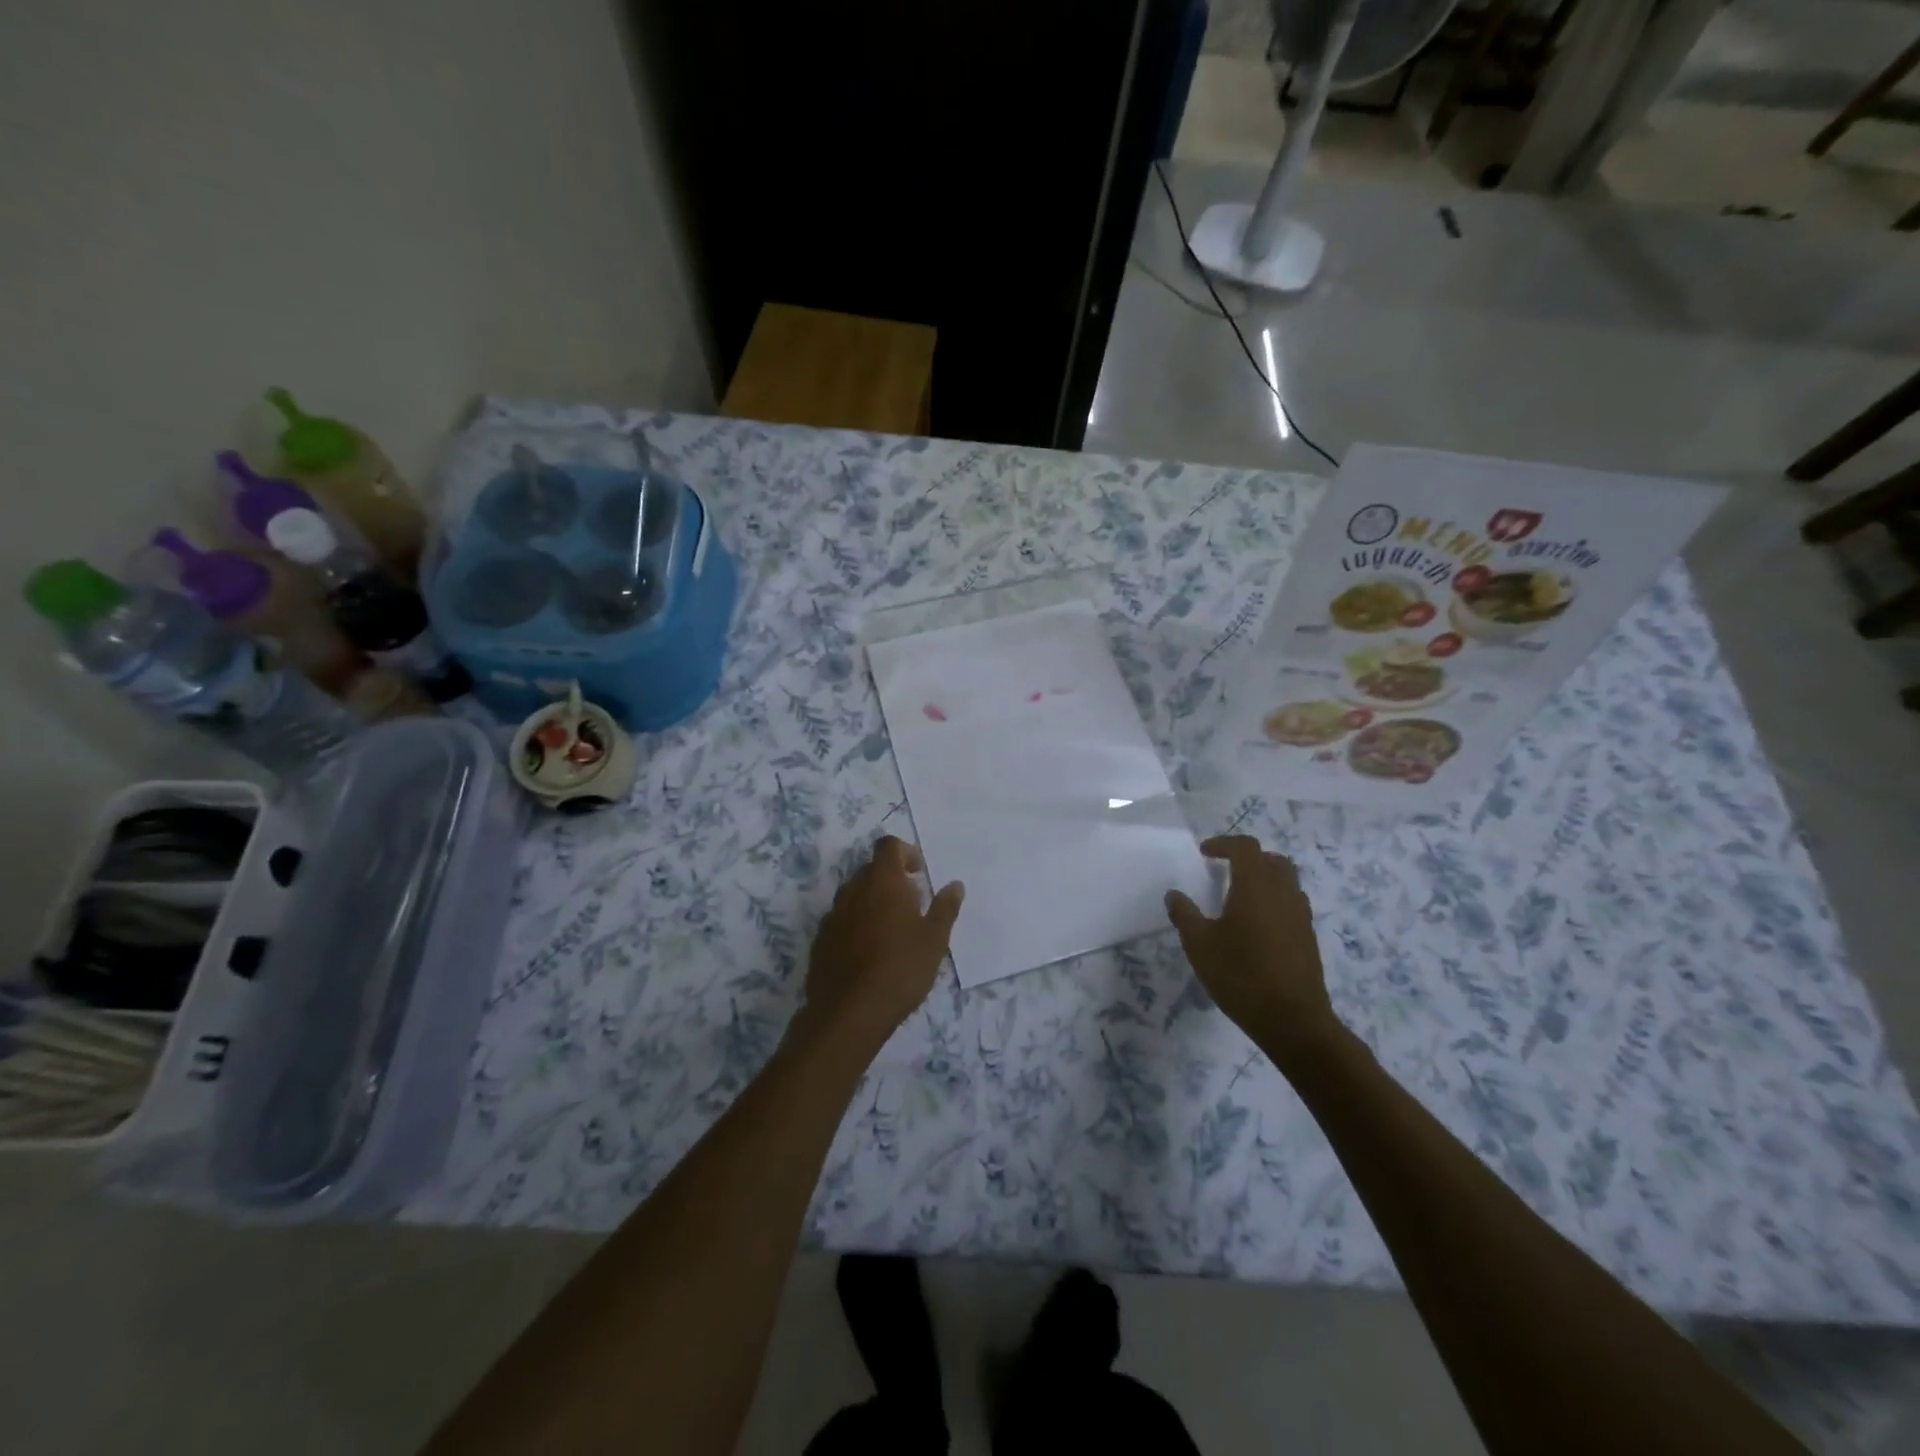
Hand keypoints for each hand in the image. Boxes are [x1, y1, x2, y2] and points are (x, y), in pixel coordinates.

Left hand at [798, 835, 963, 1054]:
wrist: (848, 1013)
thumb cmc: (901, 969)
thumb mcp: (934, 939)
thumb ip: (945, 908)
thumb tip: (955, 885)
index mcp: (882, 882)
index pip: (888, 846)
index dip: (905, 853)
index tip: (919, 874)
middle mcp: (853, 890)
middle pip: (871, 870)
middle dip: (891, 879)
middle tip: (912, 905)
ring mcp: (833, 915)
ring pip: (855, 895)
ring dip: (872, 902)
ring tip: (892, 931)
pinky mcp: (821, 939)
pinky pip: (842, 920)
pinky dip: (856, 924)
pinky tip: (869, 953)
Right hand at [1166, 836, 1337, 1055]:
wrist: (1293, 1020)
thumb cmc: (1241, 975)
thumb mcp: (1199, 945)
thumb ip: (1184, 915)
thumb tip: (1174, 895)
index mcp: (1255, 886)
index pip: (1245, 848)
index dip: (1223, 844)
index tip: (1204, 853)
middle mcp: (1283, 893)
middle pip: (1272, 860)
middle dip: (1248, 858)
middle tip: (1225, 870)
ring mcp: (1300, 915)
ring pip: (1286, 881)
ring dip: (1265, 879)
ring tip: (1240, 898)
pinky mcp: (1308, 937)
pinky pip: (1292, 904)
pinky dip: (1275, 902)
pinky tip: (1257, 926)